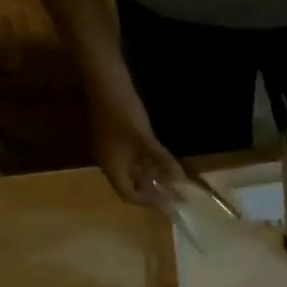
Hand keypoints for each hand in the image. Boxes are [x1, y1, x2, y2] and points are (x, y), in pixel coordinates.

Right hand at [90, 86, 182, 210]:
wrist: (106, 81)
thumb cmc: (123, 113)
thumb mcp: (146, 140)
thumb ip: (162, 161)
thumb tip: (180, 180)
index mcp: (112, 168)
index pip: (128, 195)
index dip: (148, 202)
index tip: (167, 204)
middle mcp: (109, 162)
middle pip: (130, 185)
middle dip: (151, 191)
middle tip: (172, 195)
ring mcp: (112, 149)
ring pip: (132, 171)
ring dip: (150, 177)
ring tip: (170, 181)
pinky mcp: (116, 137)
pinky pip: (132, 158)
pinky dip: (146, 163)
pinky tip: (161, 162)